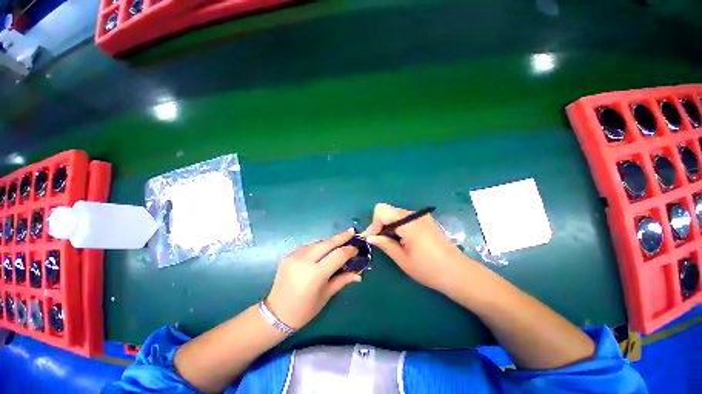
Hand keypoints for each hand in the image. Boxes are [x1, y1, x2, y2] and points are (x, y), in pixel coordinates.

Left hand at [266, 229, 361, 329]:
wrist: (275, 314)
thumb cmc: (304, 310)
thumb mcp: (326, 295)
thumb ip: (343, 280)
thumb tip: (358, 273)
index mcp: (315, 274)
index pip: (338, 255)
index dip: (349, 250)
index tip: (357, 249)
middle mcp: (304, 261)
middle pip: (327, 243)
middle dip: (341, 237)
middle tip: (352, 231)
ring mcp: (294, 256)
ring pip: (318, 243)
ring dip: (330, 241)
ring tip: (341, 240)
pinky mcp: (289, 255)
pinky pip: (309, 246)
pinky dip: (319, 246)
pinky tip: (324, 249)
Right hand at [362, 203, 468, 292]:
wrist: (458, 273)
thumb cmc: (428, 269)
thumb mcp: (402, 259)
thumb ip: (384, 244)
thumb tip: (370, 237)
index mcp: (408, 222)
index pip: (381, 211)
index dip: (373, 224)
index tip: (372, 239)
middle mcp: (414, 214)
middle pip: (388, 211)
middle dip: (380, 225)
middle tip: (378, 242)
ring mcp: (421, 216)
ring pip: (395, 214)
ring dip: (388, 226)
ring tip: (390, 243)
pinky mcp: (425, 220)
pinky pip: (404, 218)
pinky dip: (398, 226)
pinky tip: (401, 240)